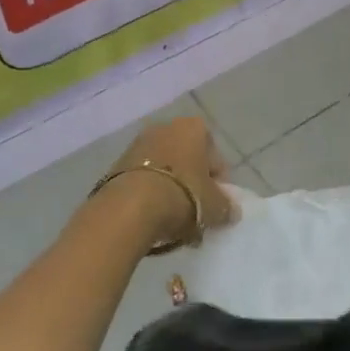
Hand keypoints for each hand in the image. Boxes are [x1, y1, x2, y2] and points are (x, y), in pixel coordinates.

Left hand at [103, 116, 237, 249]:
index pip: (214, 154)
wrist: (129, 207)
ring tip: (174, 222)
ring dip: (172, 191)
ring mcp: (138, 144)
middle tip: (196, 214)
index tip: (217, 203)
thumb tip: (231, 211)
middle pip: (187, 160)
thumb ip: (227, 207)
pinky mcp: (117, 164)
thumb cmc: (183, 196)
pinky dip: (150, 195)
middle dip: (193, 185)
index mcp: (193, 128)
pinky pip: (143, 179)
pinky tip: (154, 219)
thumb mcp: (215, 206)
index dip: (218, 181)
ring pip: (165, 170)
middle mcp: (165, 128)